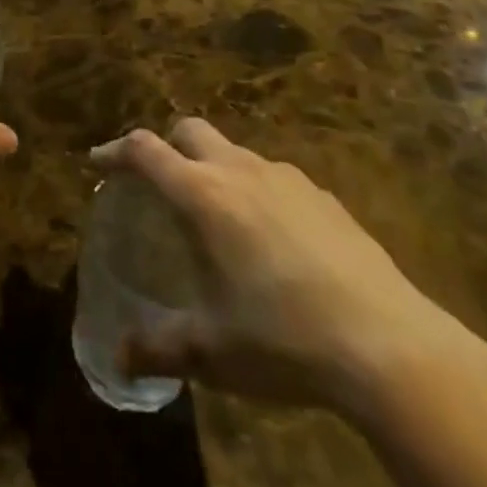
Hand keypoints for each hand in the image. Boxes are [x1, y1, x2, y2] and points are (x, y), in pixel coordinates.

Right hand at [91, 120, 481, 413]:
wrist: (388, 345)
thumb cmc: (283, 339)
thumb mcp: (211, 351)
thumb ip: (158, 348)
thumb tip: (118, 356)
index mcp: (203, 196)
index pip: (145, 151)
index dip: (115, 151)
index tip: (98, 163)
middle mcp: (240, 171)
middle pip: (189, 130)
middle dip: (166, 147)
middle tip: (159, 184)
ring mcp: (286, 179)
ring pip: (235, 152)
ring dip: (214, 169)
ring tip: (218, 218)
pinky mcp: (324, 196)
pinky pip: (275, 178)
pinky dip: (257, 192)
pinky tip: (273, 240)